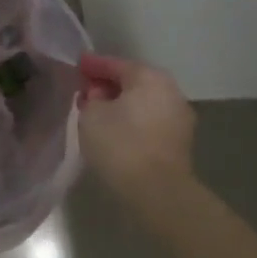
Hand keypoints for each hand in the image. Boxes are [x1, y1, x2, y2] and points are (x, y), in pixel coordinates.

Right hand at [78, 53, 195, 205]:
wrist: (158, 193)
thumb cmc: (121, 144)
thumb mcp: (91, 114)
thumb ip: (91, 96)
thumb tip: (98, 94)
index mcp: (149, 77)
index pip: (114, 64)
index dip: (92, 65)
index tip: (76, 66)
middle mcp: (169, 90)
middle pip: (132, 81)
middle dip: (108, 85)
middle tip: (85, 90)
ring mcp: (179, 117)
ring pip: (143, 102)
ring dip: (121, 104)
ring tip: (98, 113)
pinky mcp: (180, 143)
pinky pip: (150, 121)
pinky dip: (133, 121)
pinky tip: (116, 130)